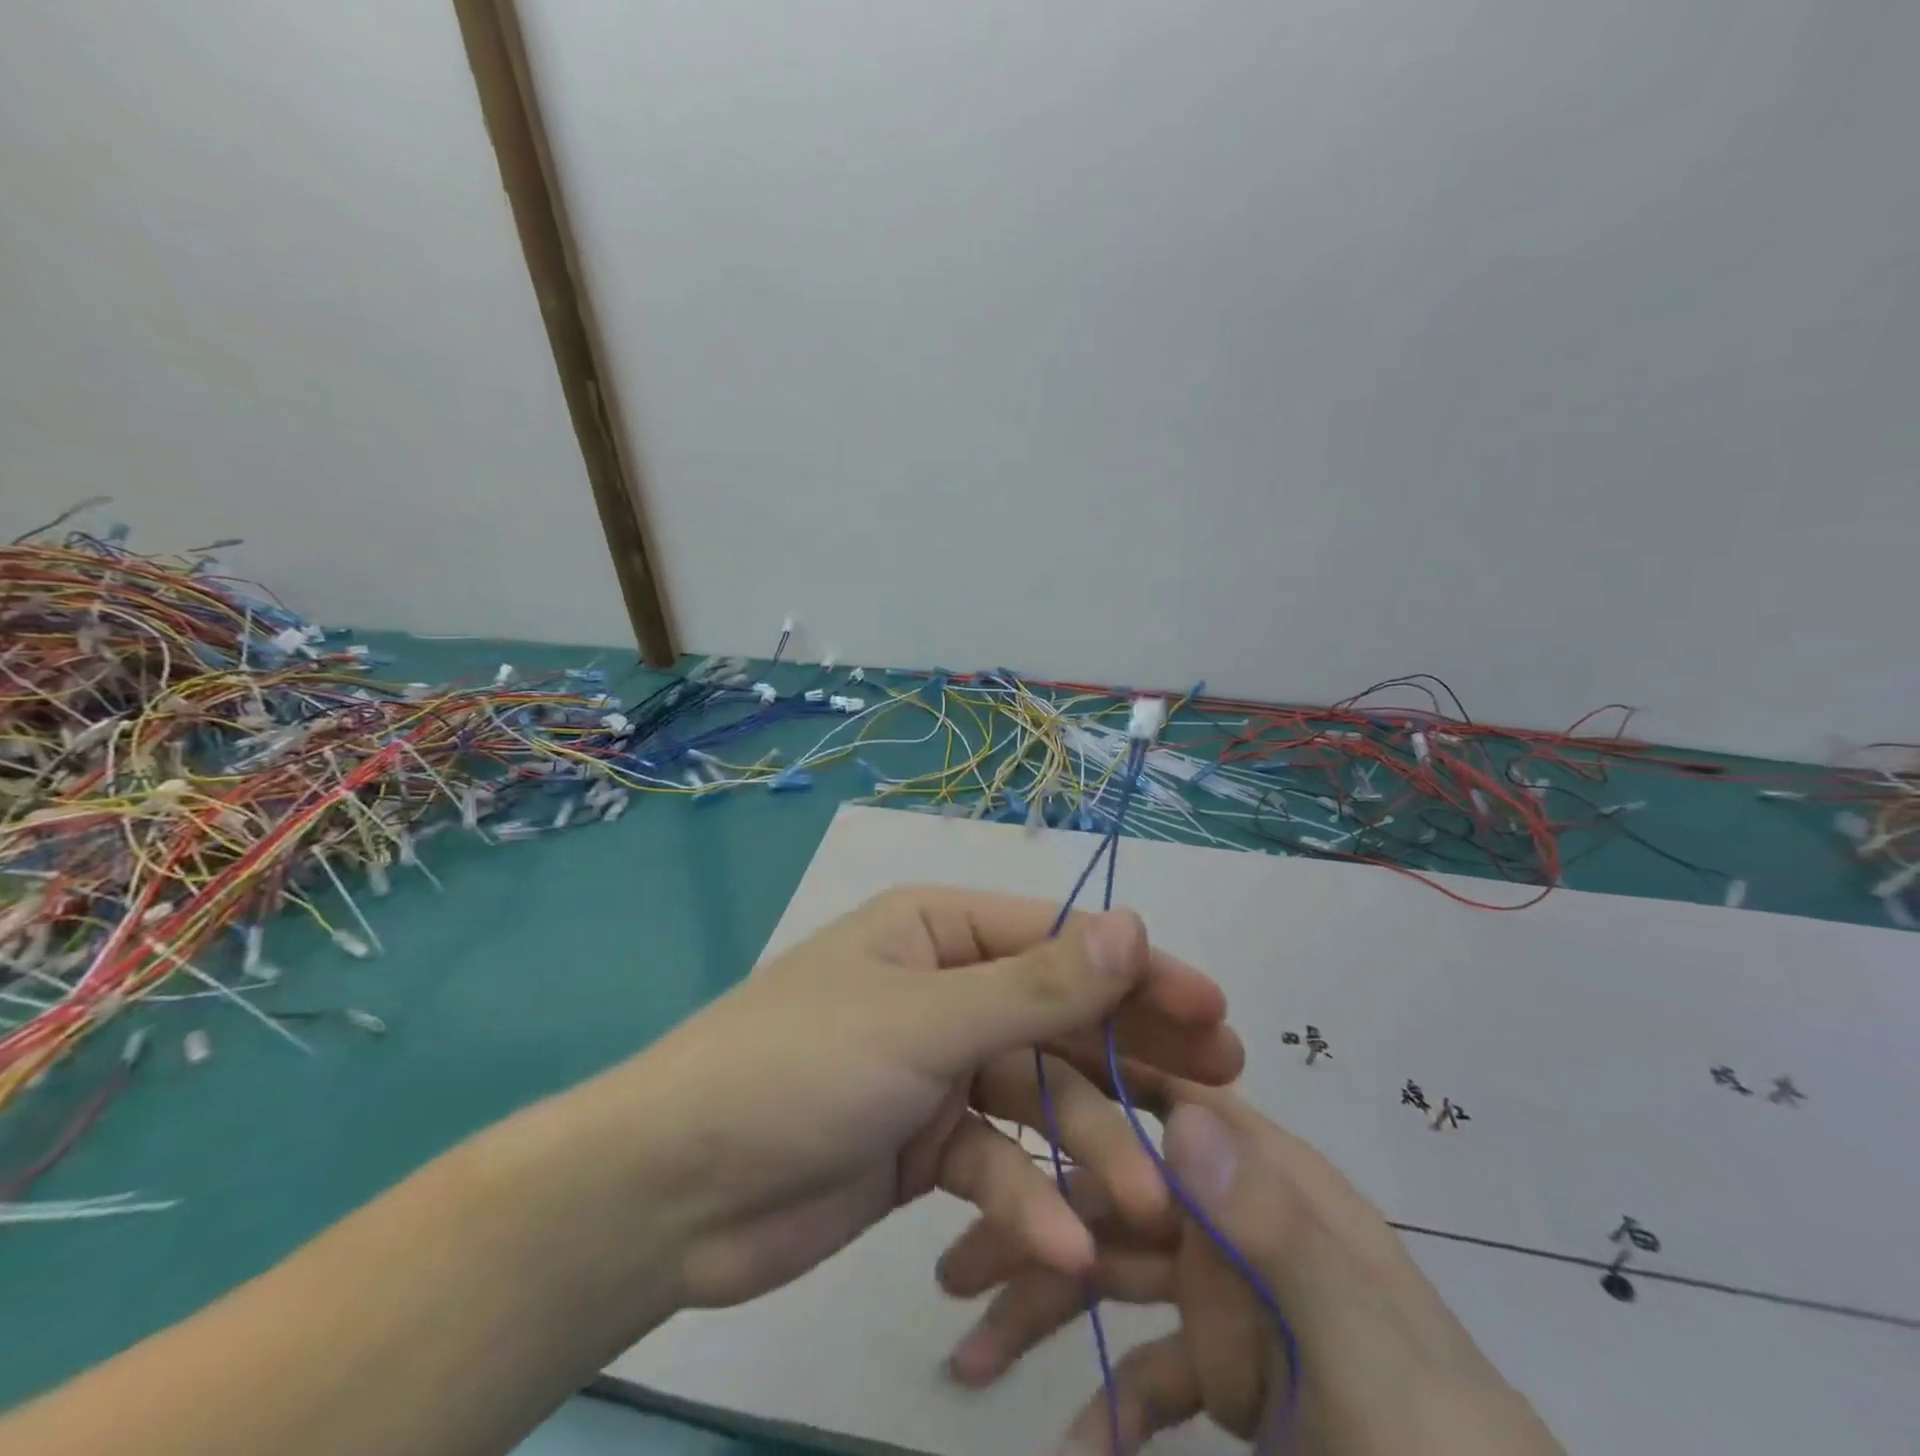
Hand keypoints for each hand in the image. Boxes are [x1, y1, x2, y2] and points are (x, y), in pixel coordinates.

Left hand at [629, 886, 1243, 1313]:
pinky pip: (995, 1162)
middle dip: (1131, 1058)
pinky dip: (1027, 1201)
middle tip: (1220, 1091)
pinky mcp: (925, 1144)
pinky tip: (1063, 1246)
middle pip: (1056, 1018)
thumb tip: (1134, 926)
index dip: (1136, 973)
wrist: (675, 1191)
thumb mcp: (923, 1020)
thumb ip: (1035, 985)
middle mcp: (942, 990)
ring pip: (1035, 1100)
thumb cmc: (800, 1069)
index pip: (1056, 941)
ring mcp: (936, 1069)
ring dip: (1088, 1152)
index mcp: (936, 933)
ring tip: (1147, 1206)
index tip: (1213, 1010)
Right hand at [938, 1085, 1565, 1455]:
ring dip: (1048, 1307)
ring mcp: (1238, 1301)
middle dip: (1037, 1221)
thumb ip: (1277, 1233)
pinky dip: (1108, 1403)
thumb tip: (1178, 1118)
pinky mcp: (1235, 1377)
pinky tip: (1070, 1447)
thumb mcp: (1369, 1361)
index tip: (1006, 1095)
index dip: (1090, 1091)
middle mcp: (1245, 1223)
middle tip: (952, 1269)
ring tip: (969, 1359)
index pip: (1167, 1104)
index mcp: (1277, 1187)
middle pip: (1122, 1195)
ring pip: (1120, 1273)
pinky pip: (1153, 1371)